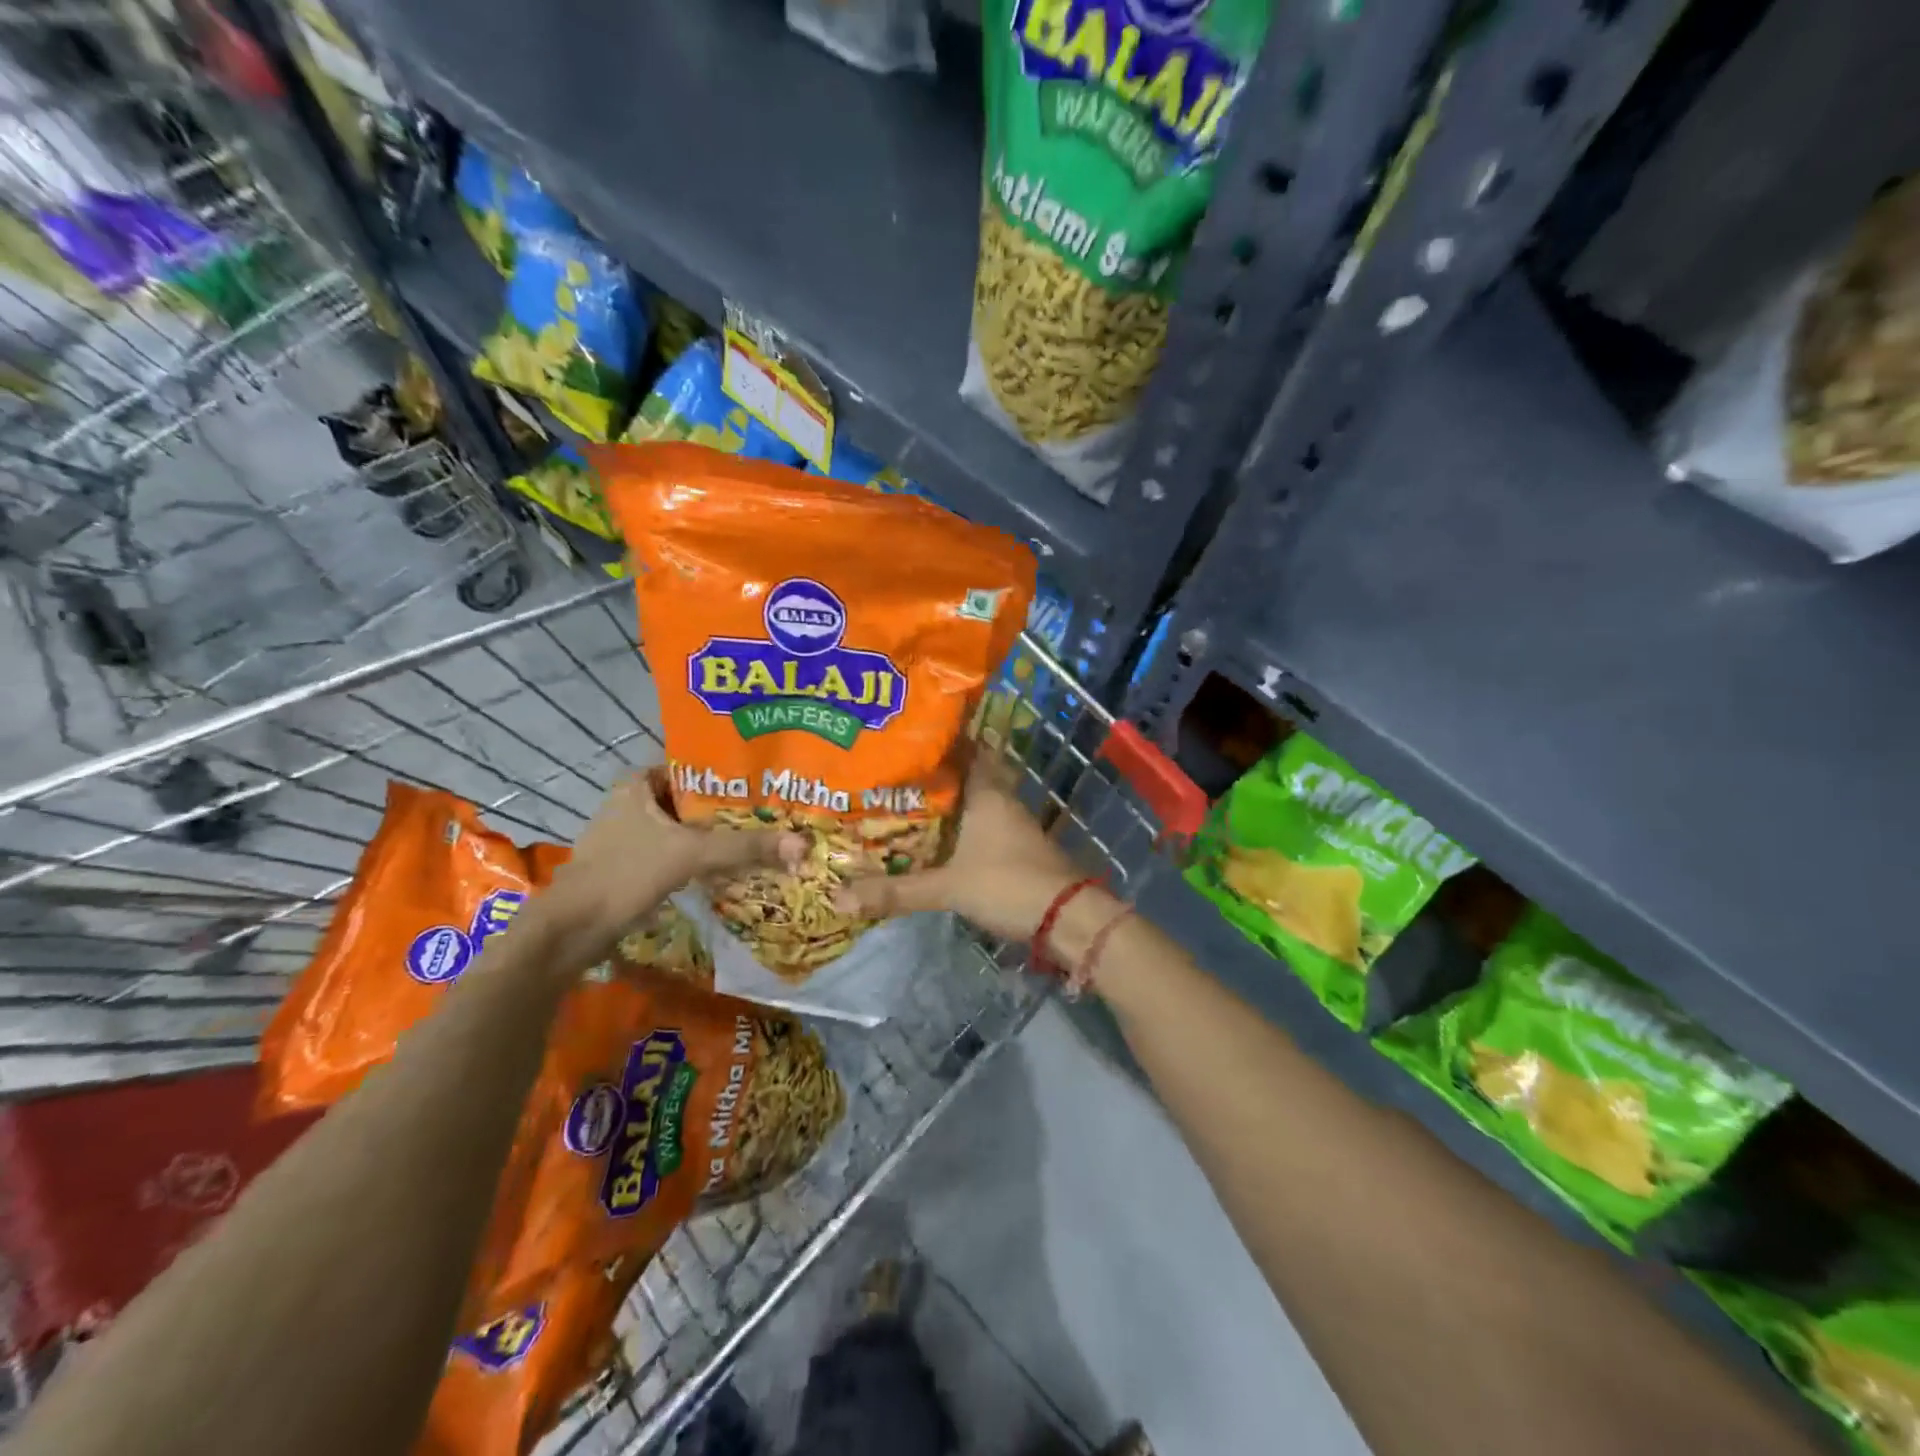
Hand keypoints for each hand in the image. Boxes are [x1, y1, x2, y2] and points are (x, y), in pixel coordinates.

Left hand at [545, 769, 802, 941]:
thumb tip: (802, 844)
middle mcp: (632, 802)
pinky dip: (701, 856)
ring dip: (717, 834)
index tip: (768, 781)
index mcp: (638, 784)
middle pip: (693, 799)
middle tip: (774, 811)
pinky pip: (677, 851)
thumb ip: (744, 847)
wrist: (572, 931)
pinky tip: (731, 865)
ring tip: (762, 835)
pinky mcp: (632, 865)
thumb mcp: (690, 854)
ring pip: (686, 827)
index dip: (731, 773)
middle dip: (730, 807)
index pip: (694, 766)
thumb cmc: (625, 875)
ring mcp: (630, 835)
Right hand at [835, 753, 1086, 943]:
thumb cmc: (1008, 884)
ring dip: (948, 801)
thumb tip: (839, 897)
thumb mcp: (947, 888)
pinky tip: (938, 838)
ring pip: (975, 801)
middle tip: (896, 770)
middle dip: (936, 772)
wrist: (1067, 917)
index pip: (965, 749)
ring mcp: (1013, 824)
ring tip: (907, 801)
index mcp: (986, 792)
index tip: (908, 733)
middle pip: (967, 774)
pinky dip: (961, 826)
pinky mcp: (1017, 848)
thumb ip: (896, 891)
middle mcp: (1001, 800)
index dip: (940, 739)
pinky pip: (982, 825)